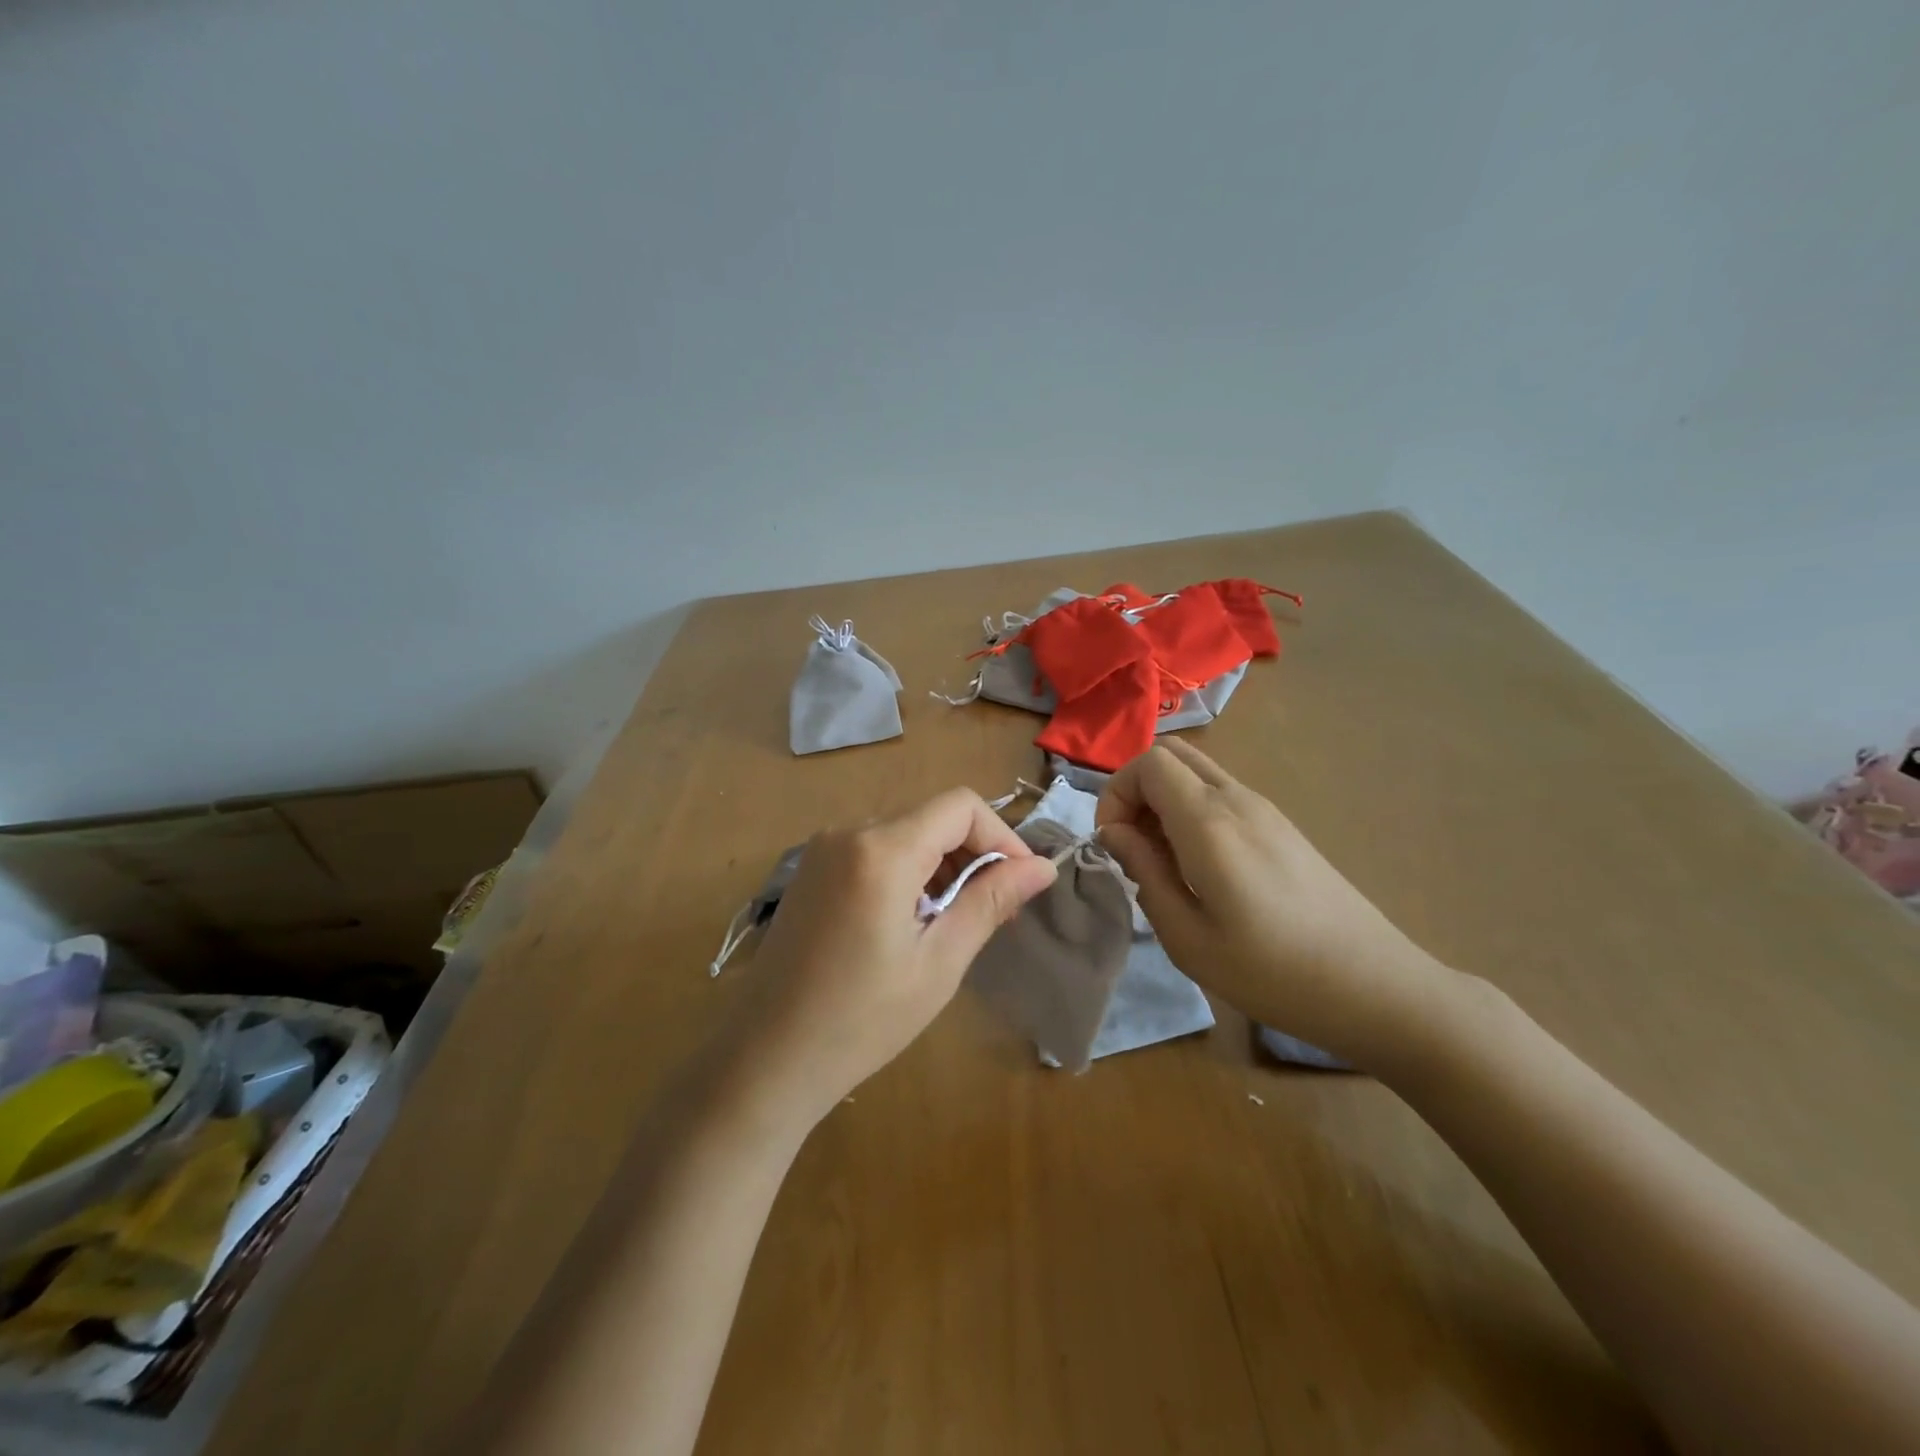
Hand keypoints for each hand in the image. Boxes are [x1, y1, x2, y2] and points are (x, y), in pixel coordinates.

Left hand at [717, 789, 1056, 1130]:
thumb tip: (1043, 866)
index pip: (960, 806)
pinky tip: (913, 920)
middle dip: (973, 854)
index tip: (1020, 883)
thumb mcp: (939, 962)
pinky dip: (908, 871)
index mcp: (881, 849)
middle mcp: (849, 832)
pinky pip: (875, 849)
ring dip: (942, 865)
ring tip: (955, 922)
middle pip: (932, 817)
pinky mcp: (813, 869)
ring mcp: (824, 848)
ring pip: (905, 832)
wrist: (767, 1057)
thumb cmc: (861, 1020)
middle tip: (995, 912)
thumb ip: (990, 902)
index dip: (1001, 836)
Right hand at [1095, 739, 1452, 1065]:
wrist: (1376, 987)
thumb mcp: (1188, 937)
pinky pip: (1221, 794)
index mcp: (1210, 822)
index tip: (1114, 843)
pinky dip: (1193, 811)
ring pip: (1197, 772)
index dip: (1116, 793)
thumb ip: (1144, 872)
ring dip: (1165, 801)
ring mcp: (1265, 809)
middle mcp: (1237, 800)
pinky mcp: (1282, 826)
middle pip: (1171, 755)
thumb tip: (1114, 834)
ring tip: (1165, 861)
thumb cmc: (1272, 972)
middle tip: (1134, 845)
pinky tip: (1202, 867)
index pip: (1148, 763)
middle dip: (1136, 790)